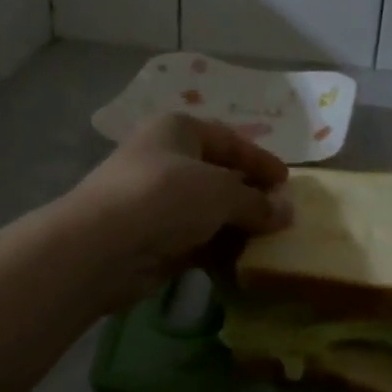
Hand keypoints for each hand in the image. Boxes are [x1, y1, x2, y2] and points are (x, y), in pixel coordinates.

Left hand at [60, 114, 290, 308]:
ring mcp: (156, 200)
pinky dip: (218, 248)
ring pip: (207, 210)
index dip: (260, 160)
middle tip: (283, 215)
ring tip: (271, 242)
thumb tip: (287, 212)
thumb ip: (257, 202)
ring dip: (236, 225)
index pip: (229, 140)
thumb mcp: (221, 192)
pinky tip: (244, 262)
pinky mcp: (152, 237)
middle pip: (218, 175)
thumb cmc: (166, 197)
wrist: (102, 246)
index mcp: (178, 130)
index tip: (289, 182)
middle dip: (250, 195)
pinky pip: (195, 239)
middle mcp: (165, 159)